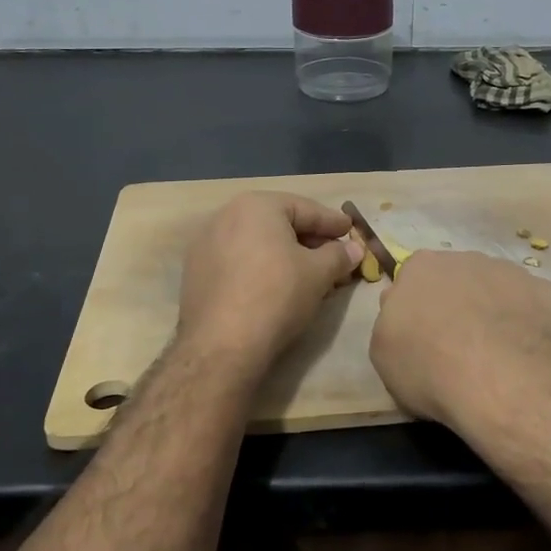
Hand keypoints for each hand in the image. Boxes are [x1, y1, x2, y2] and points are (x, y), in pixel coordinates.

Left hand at [177, 192, 362, 373]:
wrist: (221, 345)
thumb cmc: (276, 295)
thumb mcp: (319, 273)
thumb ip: (339, 255)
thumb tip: (354, 248)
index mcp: (256, 205)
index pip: (306, 209)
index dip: (333, 222)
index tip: (352, 231)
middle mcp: (226, 215)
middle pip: (279, 224)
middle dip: (310, 241)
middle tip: (335, 257)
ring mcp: (206, 244)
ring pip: (258, 243)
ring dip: (286, 255)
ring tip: (310, 275)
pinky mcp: (196, 272)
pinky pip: (239, 261)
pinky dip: (262, 268)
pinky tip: (278, 287)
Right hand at [370, 251, 550, 436]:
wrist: (503, 378)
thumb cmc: (430, 366)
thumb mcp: (384, 352)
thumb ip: (392, 323)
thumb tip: (405, 314)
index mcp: (421, 267)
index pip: (414, 280)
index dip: (419, 309)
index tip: (423, 337)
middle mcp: (467, 258)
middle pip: (459, 280)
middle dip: (460, 305)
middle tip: (460, 348)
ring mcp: (513, 273)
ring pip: (500, 291)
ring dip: (497, 314)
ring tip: (499, 358)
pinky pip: (536, 309)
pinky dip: (533, 328)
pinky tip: (530, 360)